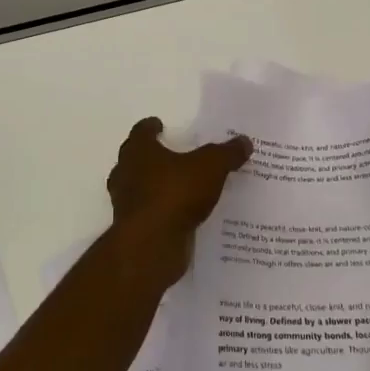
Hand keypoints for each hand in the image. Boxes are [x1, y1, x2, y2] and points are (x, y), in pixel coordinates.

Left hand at [106, 118, 251, 289]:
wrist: (151, 245)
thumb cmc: (175, 194)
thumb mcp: (210, 167)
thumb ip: (226, 153)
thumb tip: (244, 141)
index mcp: (138, 151)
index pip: (141, 131)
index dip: (151, 127)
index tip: (159, 125)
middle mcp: (126, 173)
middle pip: (135, 159)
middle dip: (151, 156)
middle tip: (173, 155)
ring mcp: (126, 203)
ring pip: (139, 187)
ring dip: (155, 185)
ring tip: (179, 186)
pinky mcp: (134, 228)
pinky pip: (149, 213)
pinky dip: (161, 211)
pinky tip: (180, 214)